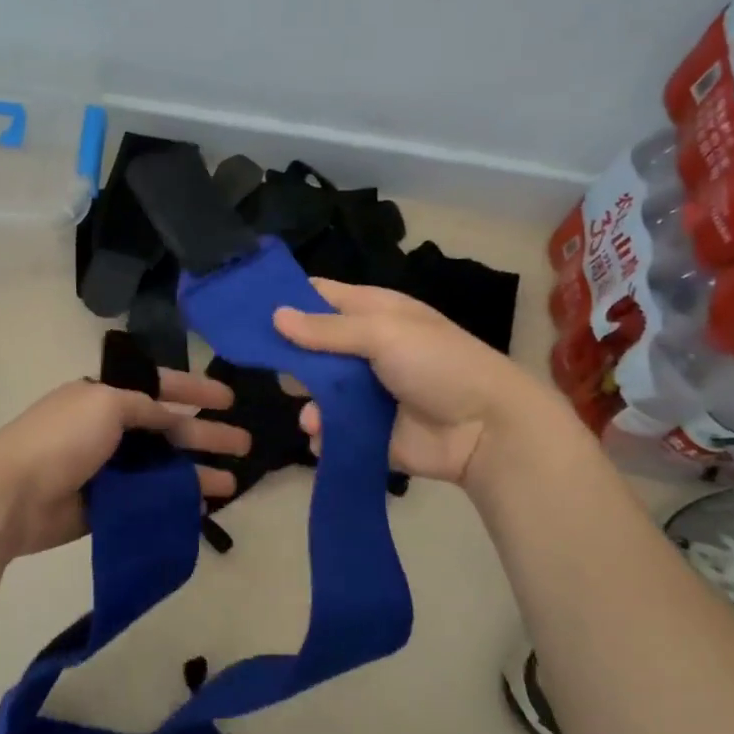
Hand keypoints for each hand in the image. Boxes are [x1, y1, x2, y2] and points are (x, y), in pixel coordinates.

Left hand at [0, 373, 247, 558]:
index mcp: (106, 397)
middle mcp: (109, 429)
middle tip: (245, 444)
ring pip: (162, 467)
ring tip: (233, 483)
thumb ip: (144, 407)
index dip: (196, 390)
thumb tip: (168, 417)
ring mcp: (108, 469)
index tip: (229, 398)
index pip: (160, 387)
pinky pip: (148, 499)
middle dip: (207, 435)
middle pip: (169, 430)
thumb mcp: (107, 404)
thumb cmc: (61, 439)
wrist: (12, 495)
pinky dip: (173, 501)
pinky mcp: (106, 505)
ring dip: (196, 473)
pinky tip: (200, 507)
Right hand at [272, 280, 555, 488]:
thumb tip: (275, 315)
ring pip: (317, 392)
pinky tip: (324, 436)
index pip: (320, 297)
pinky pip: (331, 430)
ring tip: (312, 414)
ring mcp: (365, 392)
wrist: (486, 429)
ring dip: (307, 402)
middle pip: (311, 347)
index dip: (287, 300)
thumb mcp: (383, 333)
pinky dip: (322, 434)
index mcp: (372, 313)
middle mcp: (364, 349)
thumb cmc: (437, 363)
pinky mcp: (366, 431)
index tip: (247, 310)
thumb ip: (327, 329)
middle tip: (276, 369)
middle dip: (289, 358)